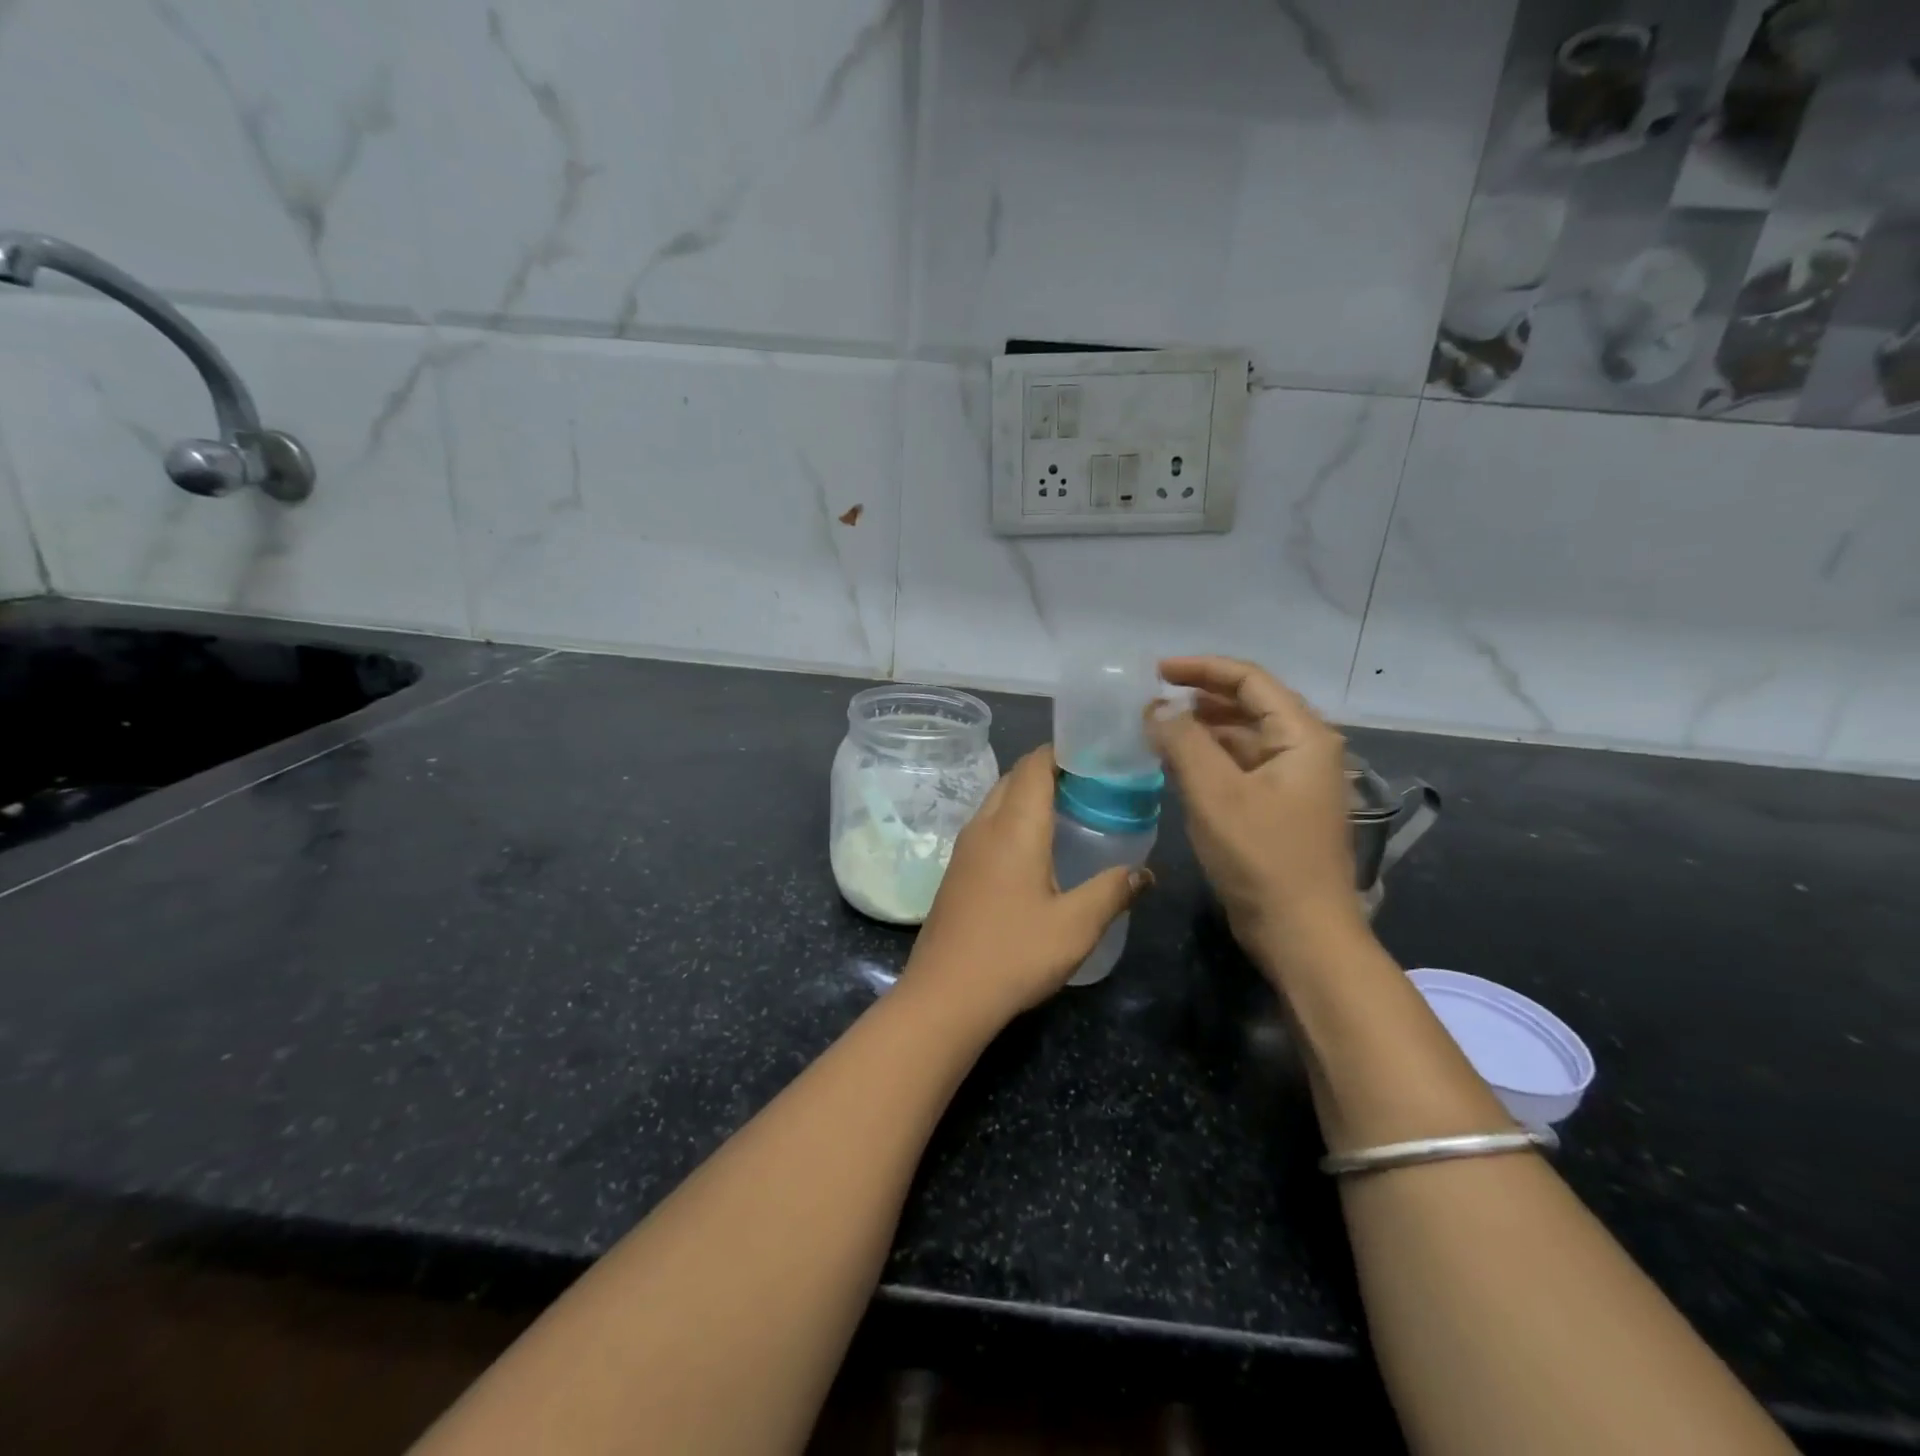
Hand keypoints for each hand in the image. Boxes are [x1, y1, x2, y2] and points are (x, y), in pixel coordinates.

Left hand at [903, 746, 1149, 1024]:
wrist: (946, 994)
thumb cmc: (1014, 953)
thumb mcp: (1076, 926)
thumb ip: (1113, 891)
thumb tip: (1145, 872)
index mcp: (1015, 826)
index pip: (1035, 764)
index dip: (1064, 751)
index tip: (1097, 756)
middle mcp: (985, 825)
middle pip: (1015, 777)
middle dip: (1050, 770)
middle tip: (1091, 785)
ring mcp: (965, 847)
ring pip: (998, 800)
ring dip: (1029, 795)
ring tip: (1070, 812)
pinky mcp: (956, 869)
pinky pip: (988, 825)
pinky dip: (1014, 819)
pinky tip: (1036, 850)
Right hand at [1149, 657, 1361, 961]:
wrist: (1301, 933)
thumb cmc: (1262, 858)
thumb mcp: (1215, 793)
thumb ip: (1183, 741)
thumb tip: (1158, 707)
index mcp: (1301, 736)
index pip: (1250, 680)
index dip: (1202, 669)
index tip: (1156, 671)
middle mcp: (1304, 750)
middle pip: (1249, 705)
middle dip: (1200, 698)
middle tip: (1153, 701)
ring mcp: (1293, 782)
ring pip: (1243, 738)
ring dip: (1202, 729)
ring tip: (1157, 730)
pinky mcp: (1279, 809)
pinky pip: (1241, 768)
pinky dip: (1209, 760)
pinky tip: (1178, 766)